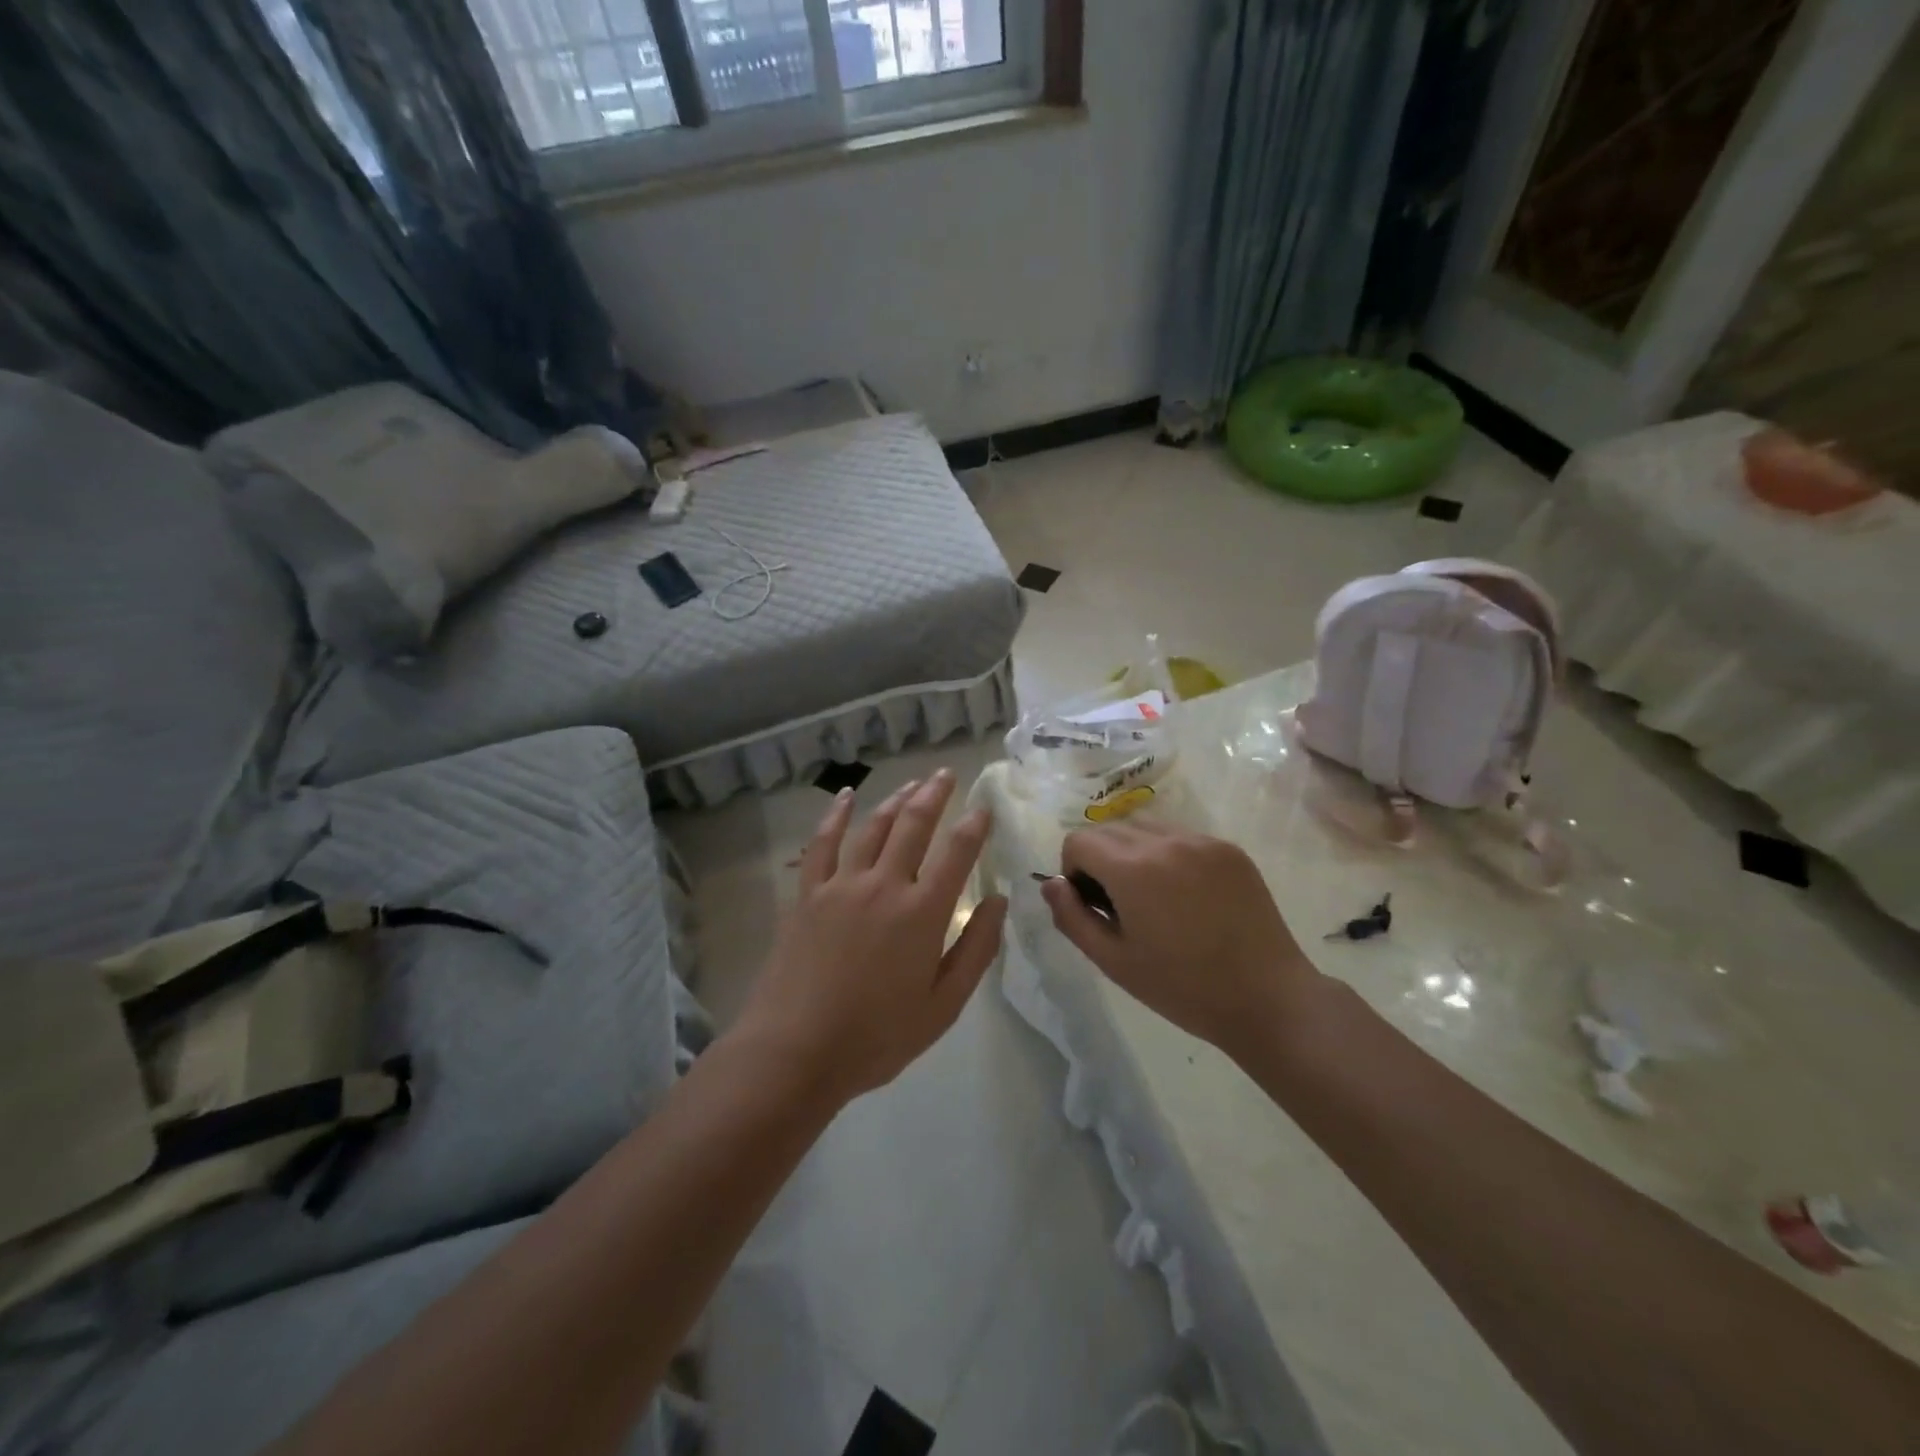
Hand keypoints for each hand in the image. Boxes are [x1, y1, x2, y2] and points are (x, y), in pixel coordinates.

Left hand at [734, 769, 1008, 1105]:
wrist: (796, 1050)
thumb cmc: (877, 1036)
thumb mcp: (944, 1005)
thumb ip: (976, 950)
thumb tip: (998, 902)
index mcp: (922, 913)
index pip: (957, 853)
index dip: (975, 825)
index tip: (985, 808)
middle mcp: (884, 885)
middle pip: (914, 824)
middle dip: (935, 794)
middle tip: (947, 774)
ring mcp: (841, 885)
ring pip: (873, 827)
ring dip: (896, 799)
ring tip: (912, 784)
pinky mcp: (808, 893)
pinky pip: (823, 843)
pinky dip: (836, 815)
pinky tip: (845, 796)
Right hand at [1041, 823, 1322, 1061]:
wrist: (1267, 998)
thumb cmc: (1183, 988)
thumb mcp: (1114, 961)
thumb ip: (1072, 917)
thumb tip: (1051, 883)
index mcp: (1133, 868)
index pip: (1078, 840)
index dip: (1073, 871)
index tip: (1093, 905)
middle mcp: (1166, 841)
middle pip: (1109, 829)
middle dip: (1101, 860)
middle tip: (1121, 906)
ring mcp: (1202, 841)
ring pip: (1144, 828)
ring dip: (1133, 853)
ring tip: (1154, 899)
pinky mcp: (1229, 849)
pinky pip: (1180, 837)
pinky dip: (1169, 856)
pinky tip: (1188, 898)